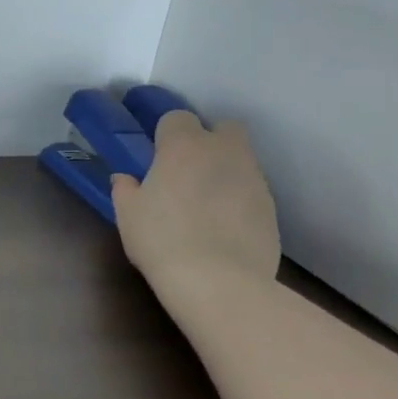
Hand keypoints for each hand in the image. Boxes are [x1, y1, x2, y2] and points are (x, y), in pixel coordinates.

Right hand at [111, 112, 279, 298]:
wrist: (219, 281)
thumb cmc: (161, 239)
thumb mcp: (127, 214)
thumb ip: (125, 189)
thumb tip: (125, 179)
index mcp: (183, 146)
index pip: (177, 117)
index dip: (165, 133)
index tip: (155, 155)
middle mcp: (223, 152)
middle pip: (224, 127)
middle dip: (208, 139)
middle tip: (186, 168)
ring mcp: (253, 178)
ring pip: (241, 159)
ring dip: (223, 170)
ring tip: (203, 202)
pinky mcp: (272, 207)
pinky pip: (251, 190)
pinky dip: (238, 199)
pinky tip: (222, 225)